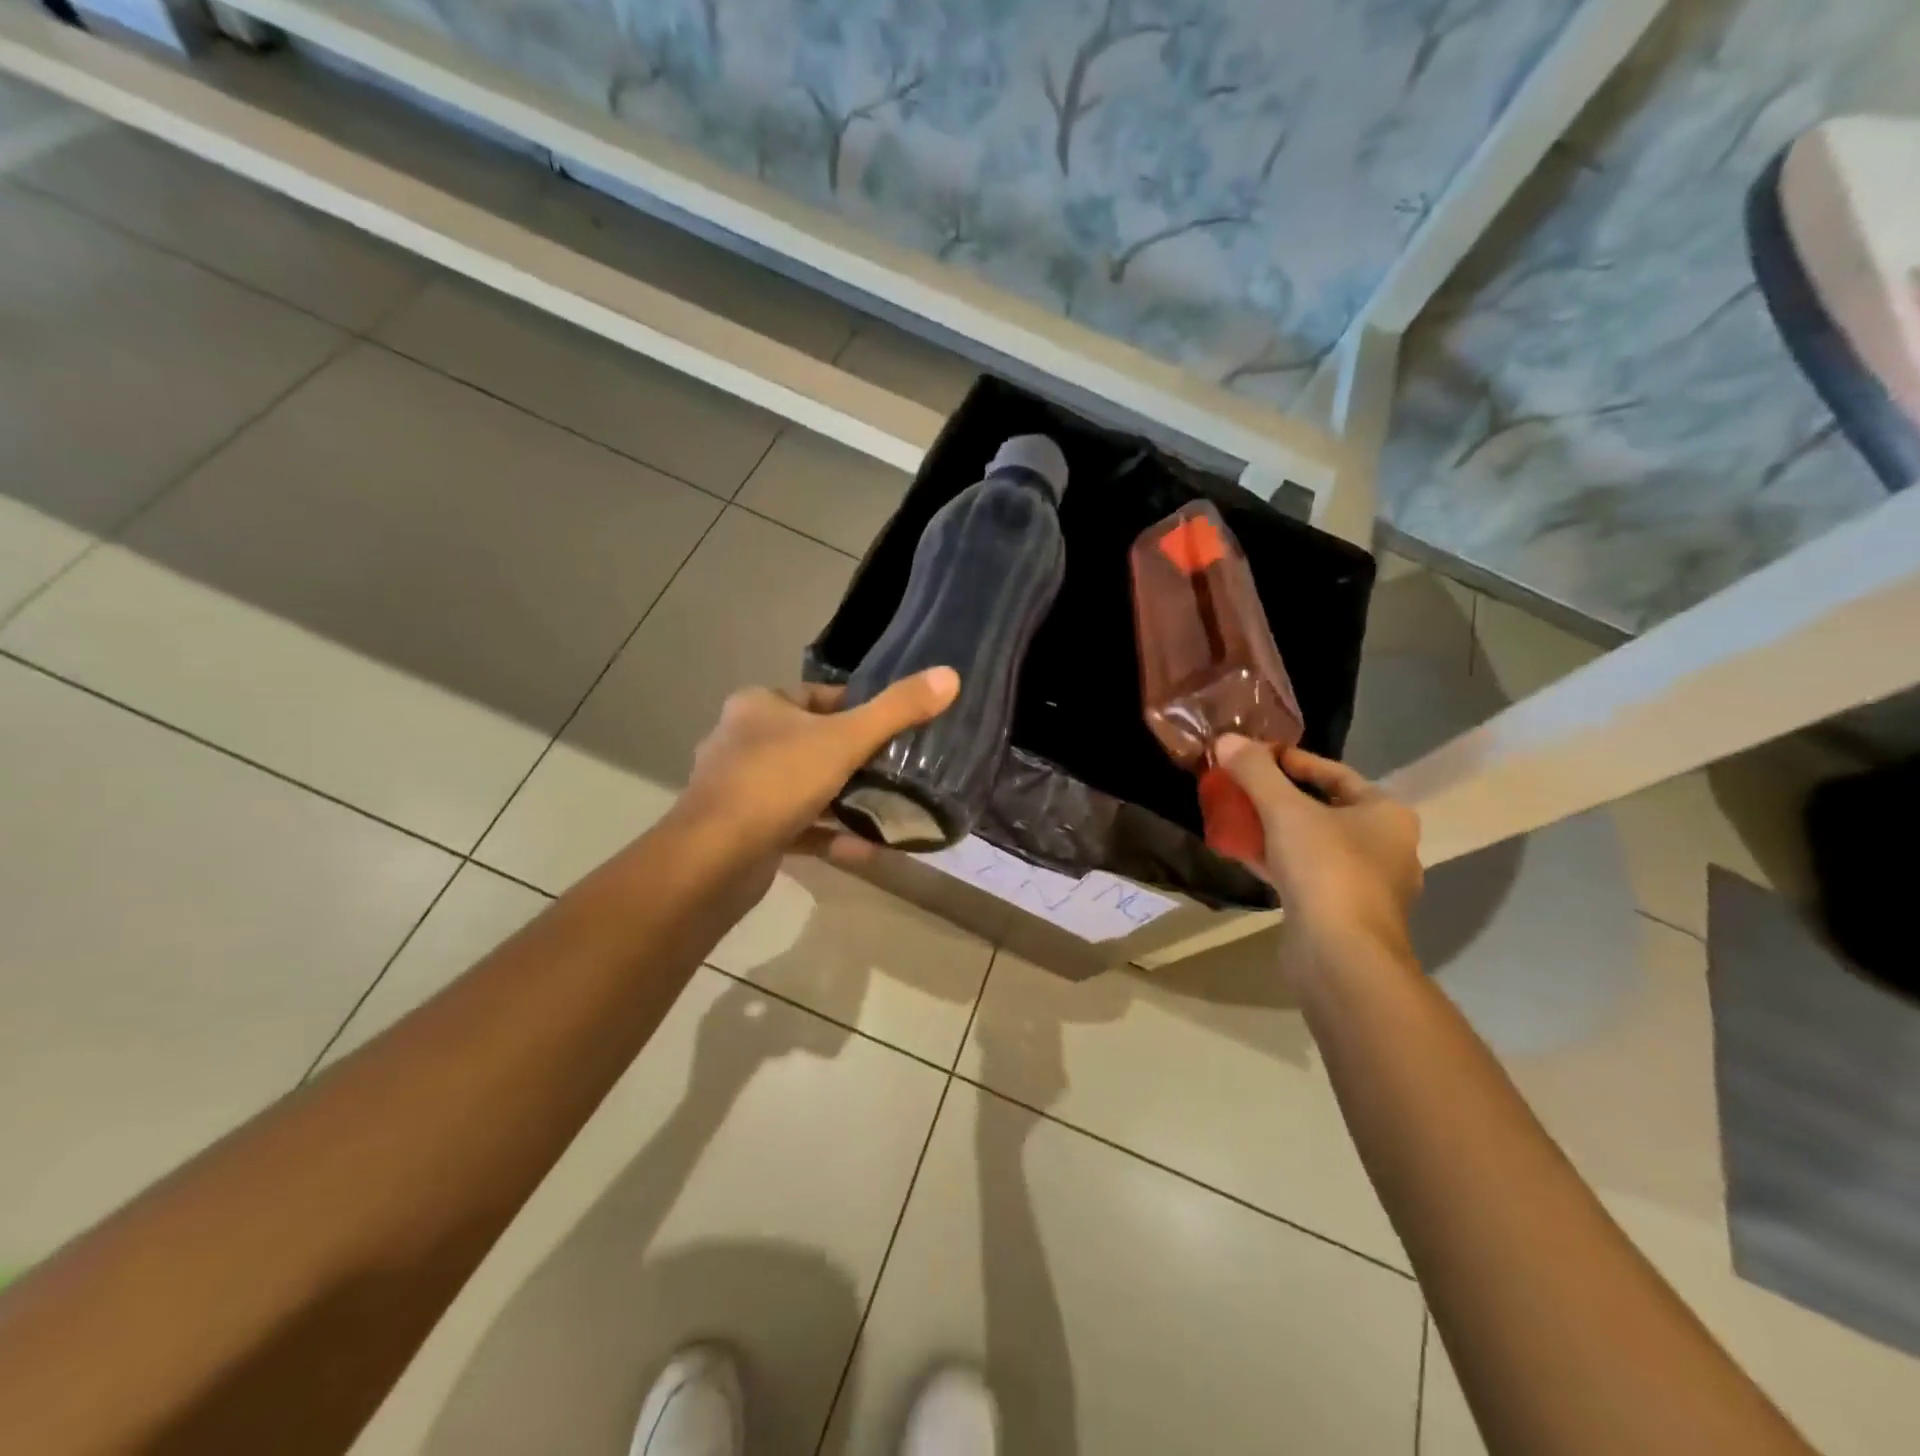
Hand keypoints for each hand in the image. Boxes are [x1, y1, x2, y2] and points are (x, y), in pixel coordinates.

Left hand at [681, 668, 960, 867]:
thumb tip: (950, 675)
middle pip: (810, 741)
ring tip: (887, 807)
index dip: (857, 707)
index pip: (817, 696)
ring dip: (842, 799)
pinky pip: (796, 827)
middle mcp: (742, 741)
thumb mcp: (846, 739)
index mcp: (758, 706)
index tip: (893, 726)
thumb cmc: (777, 781)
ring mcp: (740, 789)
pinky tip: (866, 848)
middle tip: (897, 769)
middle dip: (852, 757)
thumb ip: (897, 710)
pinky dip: (828, 835)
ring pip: (803, 787)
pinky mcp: (744, 831)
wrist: (714, 859)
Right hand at [1216, 735, 1422, 976]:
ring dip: (1276, 830)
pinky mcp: (1343, 913)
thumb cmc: (1326, 870)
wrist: (1342, 957)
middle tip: (1241, 788)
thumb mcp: (1284, 810)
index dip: (1293, 760)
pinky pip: (1307, 874)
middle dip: (1280, 797)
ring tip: (1237, 818)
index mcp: (1386, 814)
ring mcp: (1366, 884)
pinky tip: (1245, 855)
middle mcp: (1385, 846)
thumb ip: (1255, 772)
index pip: (1335, 773)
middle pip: (1324, 808)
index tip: (1254, 756)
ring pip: (1313, 843)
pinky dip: (1279, 861)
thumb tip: (1227, 738)